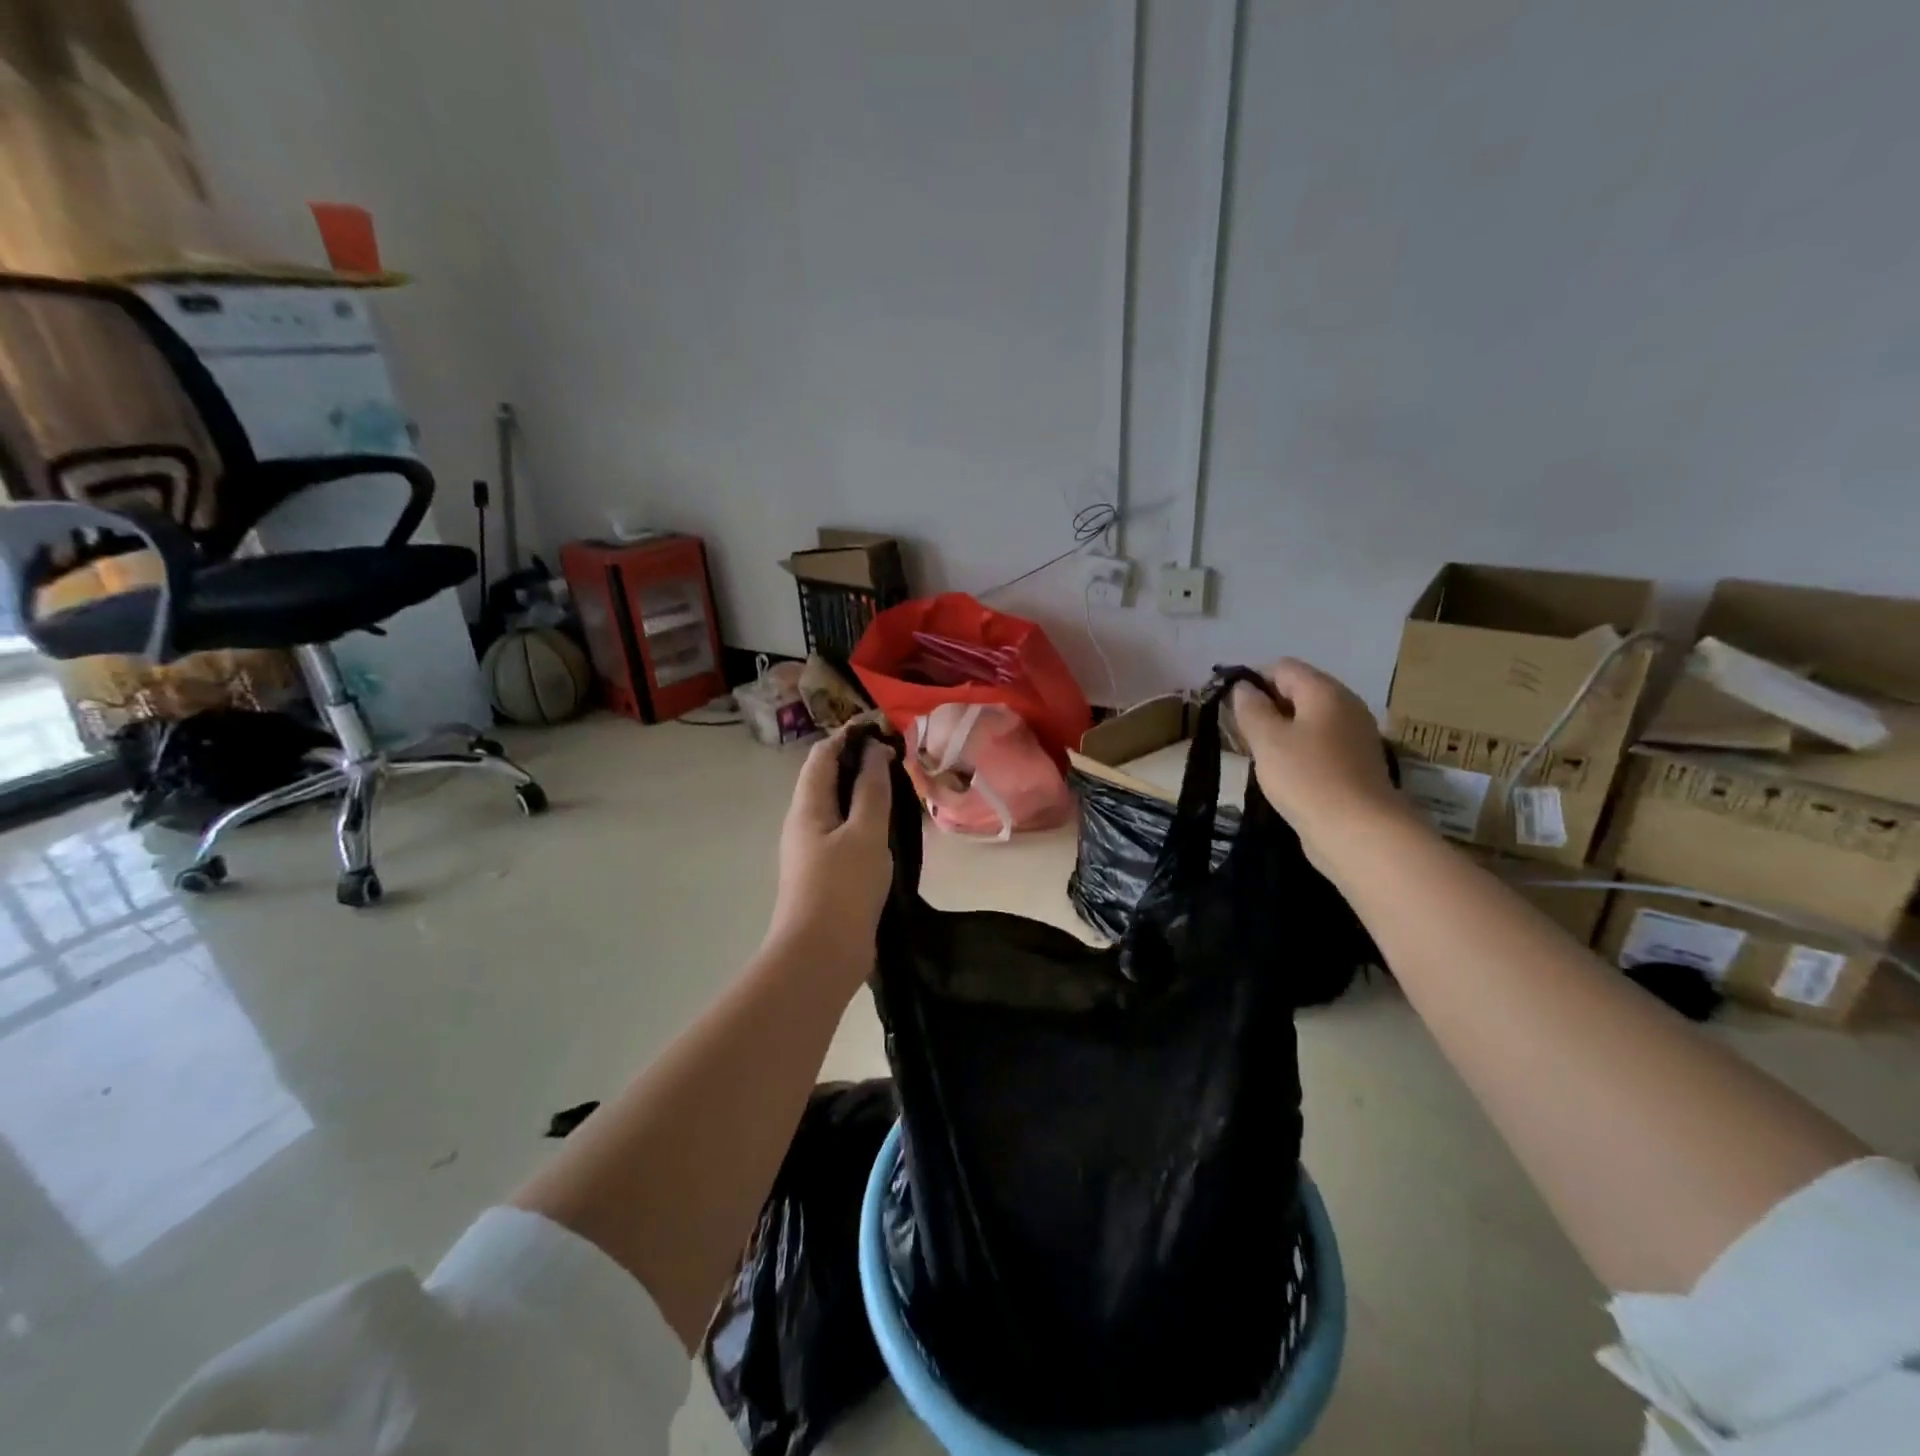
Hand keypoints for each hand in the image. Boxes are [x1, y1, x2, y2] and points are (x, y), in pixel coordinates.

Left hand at [766, 730, 895, 979]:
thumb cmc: (842, 888)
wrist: (820, 956)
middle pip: (828, 778)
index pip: (823, 754)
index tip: (885, 729)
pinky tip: (891, 829)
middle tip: (899, 759)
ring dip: (865, 792)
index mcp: (807, 806)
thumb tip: (874, 750)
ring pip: (839, 807)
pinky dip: (867, 820)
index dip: (850, 736)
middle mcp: (804, 822)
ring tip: (900, 789)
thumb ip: (871, 790)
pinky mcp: (826, 872)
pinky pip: (846, 833)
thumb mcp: (865, 833)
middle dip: (860, 762)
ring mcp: (813, 849)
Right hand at [1232, 660, 1410, 857]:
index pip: (1282, 667)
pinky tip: (1283, 772)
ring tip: (1257, 753)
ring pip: (1309, 719)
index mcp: (1325, 691)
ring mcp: (1354, 736)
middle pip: (1298, 691)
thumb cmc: (1307, 778)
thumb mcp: (1267, 739)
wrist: (1359, 832)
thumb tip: (1243, 687)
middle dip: (1266, 705)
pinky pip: (1320, 743)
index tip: (1228, 705)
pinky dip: (1298, 749)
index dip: (1252, 679)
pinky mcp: (1356, 764)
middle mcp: (1346, 706)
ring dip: (1281, 730)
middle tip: (1239, 731)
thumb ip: (1250, 708)